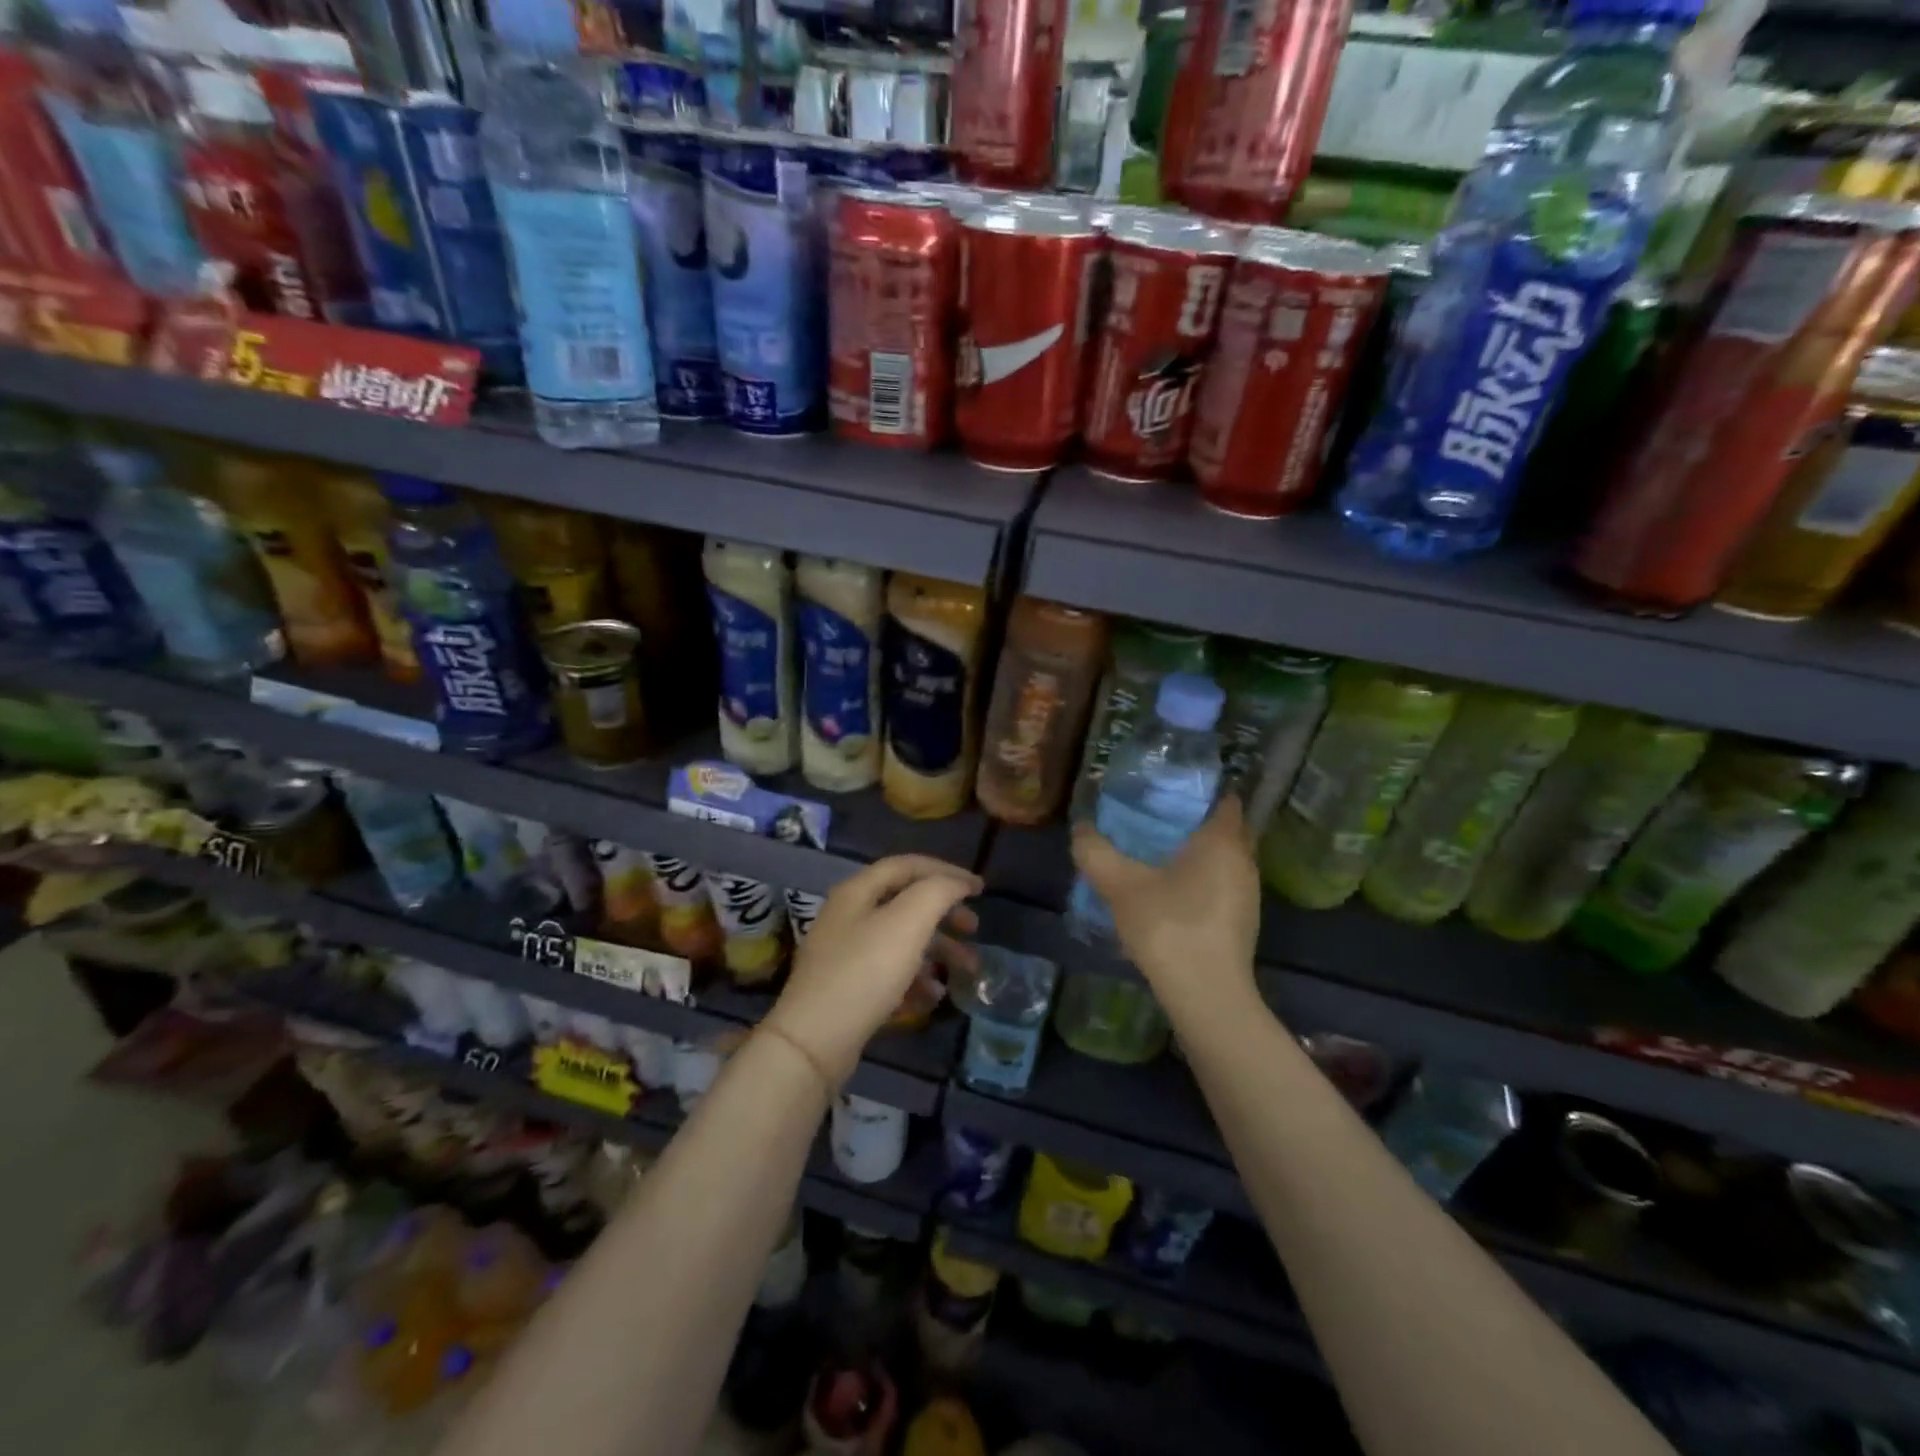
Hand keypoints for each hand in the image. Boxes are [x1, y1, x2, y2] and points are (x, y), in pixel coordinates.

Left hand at [766, 855, 980, 1085]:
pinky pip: (890, 973)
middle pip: (905, 902)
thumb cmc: (865, 971)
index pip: (907, 865)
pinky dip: (916, 979)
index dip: (946, 871)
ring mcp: (845, 954)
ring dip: (937, 950)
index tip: (979, 889)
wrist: (815, 1041)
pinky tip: (933, 996)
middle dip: (944, 913)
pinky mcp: (847, 988)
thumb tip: (957, 883)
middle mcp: (848, 916)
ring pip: (901, 940)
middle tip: (973, 928)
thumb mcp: (908, 922)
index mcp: (857, 891)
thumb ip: (937, 892)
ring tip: (966, 969)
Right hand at [1071, 796, 1261, 1019]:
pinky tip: (1170, 892)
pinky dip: (1201, 879)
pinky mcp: (1242, 922)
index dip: (1201, 790)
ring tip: (1158, 852)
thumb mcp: (1121, 885)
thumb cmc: (1169, 927)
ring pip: (1224, 859)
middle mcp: (1244, 862)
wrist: (1206, 997)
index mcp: (1222, 842)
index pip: (1224, 799)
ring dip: (1198, 853)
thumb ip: (1096, 852)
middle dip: (1196, 820)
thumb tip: (1081, 829)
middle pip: (1225, 828)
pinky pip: (1222, 885)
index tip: (1169, 789)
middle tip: (1156, 817)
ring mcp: (1248, 895)